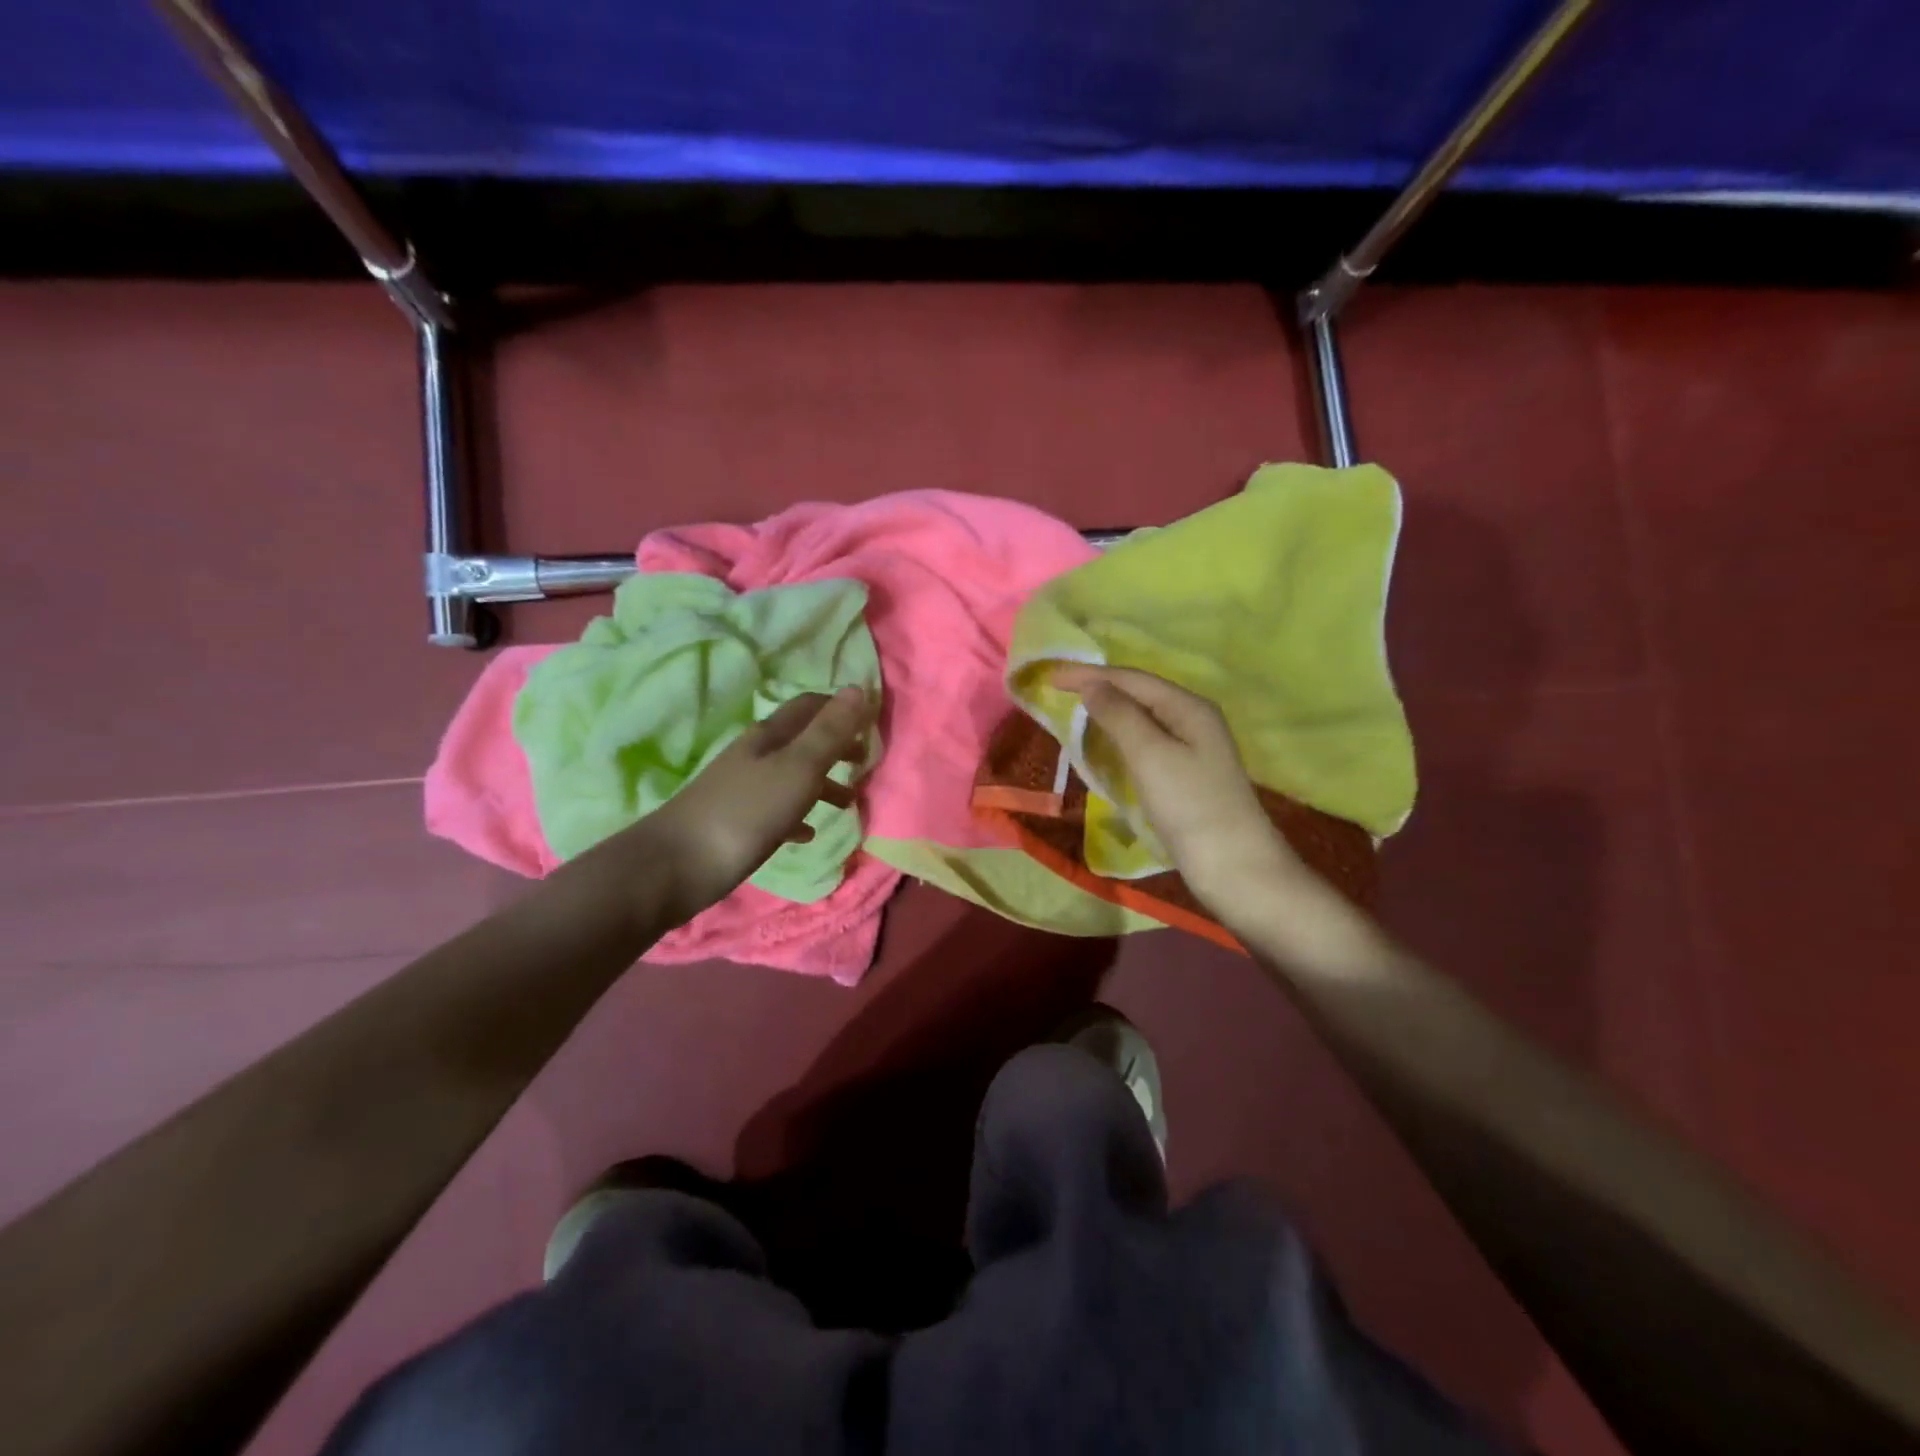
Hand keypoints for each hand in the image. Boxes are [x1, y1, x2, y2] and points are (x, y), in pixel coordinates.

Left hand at [619, 686, 871, 921]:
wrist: (675, 866)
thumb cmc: (745, 813)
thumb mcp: (797, 769)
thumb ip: (828, 733)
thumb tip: (858, 688)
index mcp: (770, 737)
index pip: (810, 706)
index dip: (841, 708)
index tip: (872, 723)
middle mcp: (755, 756)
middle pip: (802, 740)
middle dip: (836, 747)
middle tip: (866, 762)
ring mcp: (744, 789)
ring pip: (792, 776)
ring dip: (823, 783)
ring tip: (850, 802)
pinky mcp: (737, 822)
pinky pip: (777, 811)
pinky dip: (799, 815)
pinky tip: (809, 833)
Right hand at [1051, 666, 1305, 908]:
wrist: (1235, 868)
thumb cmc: (1190, 806)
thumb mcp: (1150, 755)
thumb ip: (1119, 715)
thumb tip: (1092, 685)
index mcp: (1188, 707)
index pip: (1132, 679)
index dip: (1090, 674)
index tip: (1050, 677)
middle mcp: (1193, 720)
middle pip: (1139, 694)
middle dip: (1098, 688)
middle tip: (1057, 691)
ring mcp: (1192, 750)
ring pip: (1142, 719)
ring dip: (1107, 713)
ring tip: (1073, 713)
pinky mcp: (1185, 777)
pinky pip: (1145, 744)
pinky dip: (1119, 739)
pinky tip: (1104, 747)